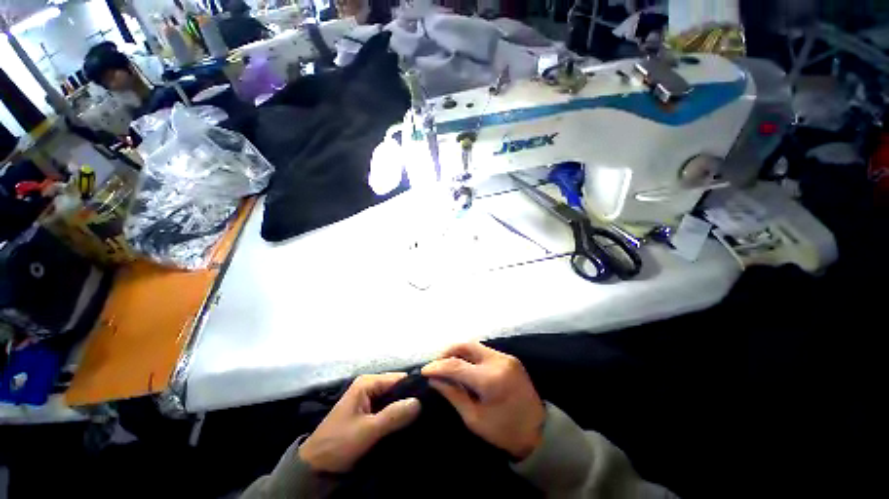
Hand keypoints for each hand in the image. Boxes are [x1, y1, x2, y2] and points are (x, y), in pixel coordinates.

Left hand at [299, 373, 420, 472]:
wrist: (316, 467)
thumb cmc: (338, 443)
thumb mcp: (367, 430)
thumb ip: (393, 415)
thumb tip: (419, 402)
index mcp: (368, 383)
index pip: (399, 379)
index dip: (414, 389)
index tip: (430, 401)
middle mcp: (370, 386)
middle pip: (398, 389)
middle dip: (410, 400)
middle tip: (427, 413)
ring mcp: (370, 399)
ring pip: (395, 400)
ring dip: (405, 411)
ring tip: (422, 419)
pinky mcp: (370, 413)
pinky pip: (390, 411)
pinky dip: (398, 417)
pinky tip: (409, 425)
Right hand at [422, 343, 545, 459]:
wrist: (539, 432)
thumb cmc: (504, 431)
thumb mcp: (474, 418)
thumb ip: (453, 394)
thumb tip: (434, 379)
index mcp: (490, 380)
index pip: (456, 365)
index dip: (438, 366)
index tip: (424, 371)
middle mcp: (498, 361)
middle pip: (466, 345)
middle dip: (447, 351)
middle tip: (436, 364)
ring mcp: (505, 357)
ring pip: (475, 345)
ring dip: (458, 351)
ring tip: (447, 364)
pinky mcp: (509, 358)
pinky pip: (484, 350)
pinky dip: (470, 354)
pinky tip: (464, 364)